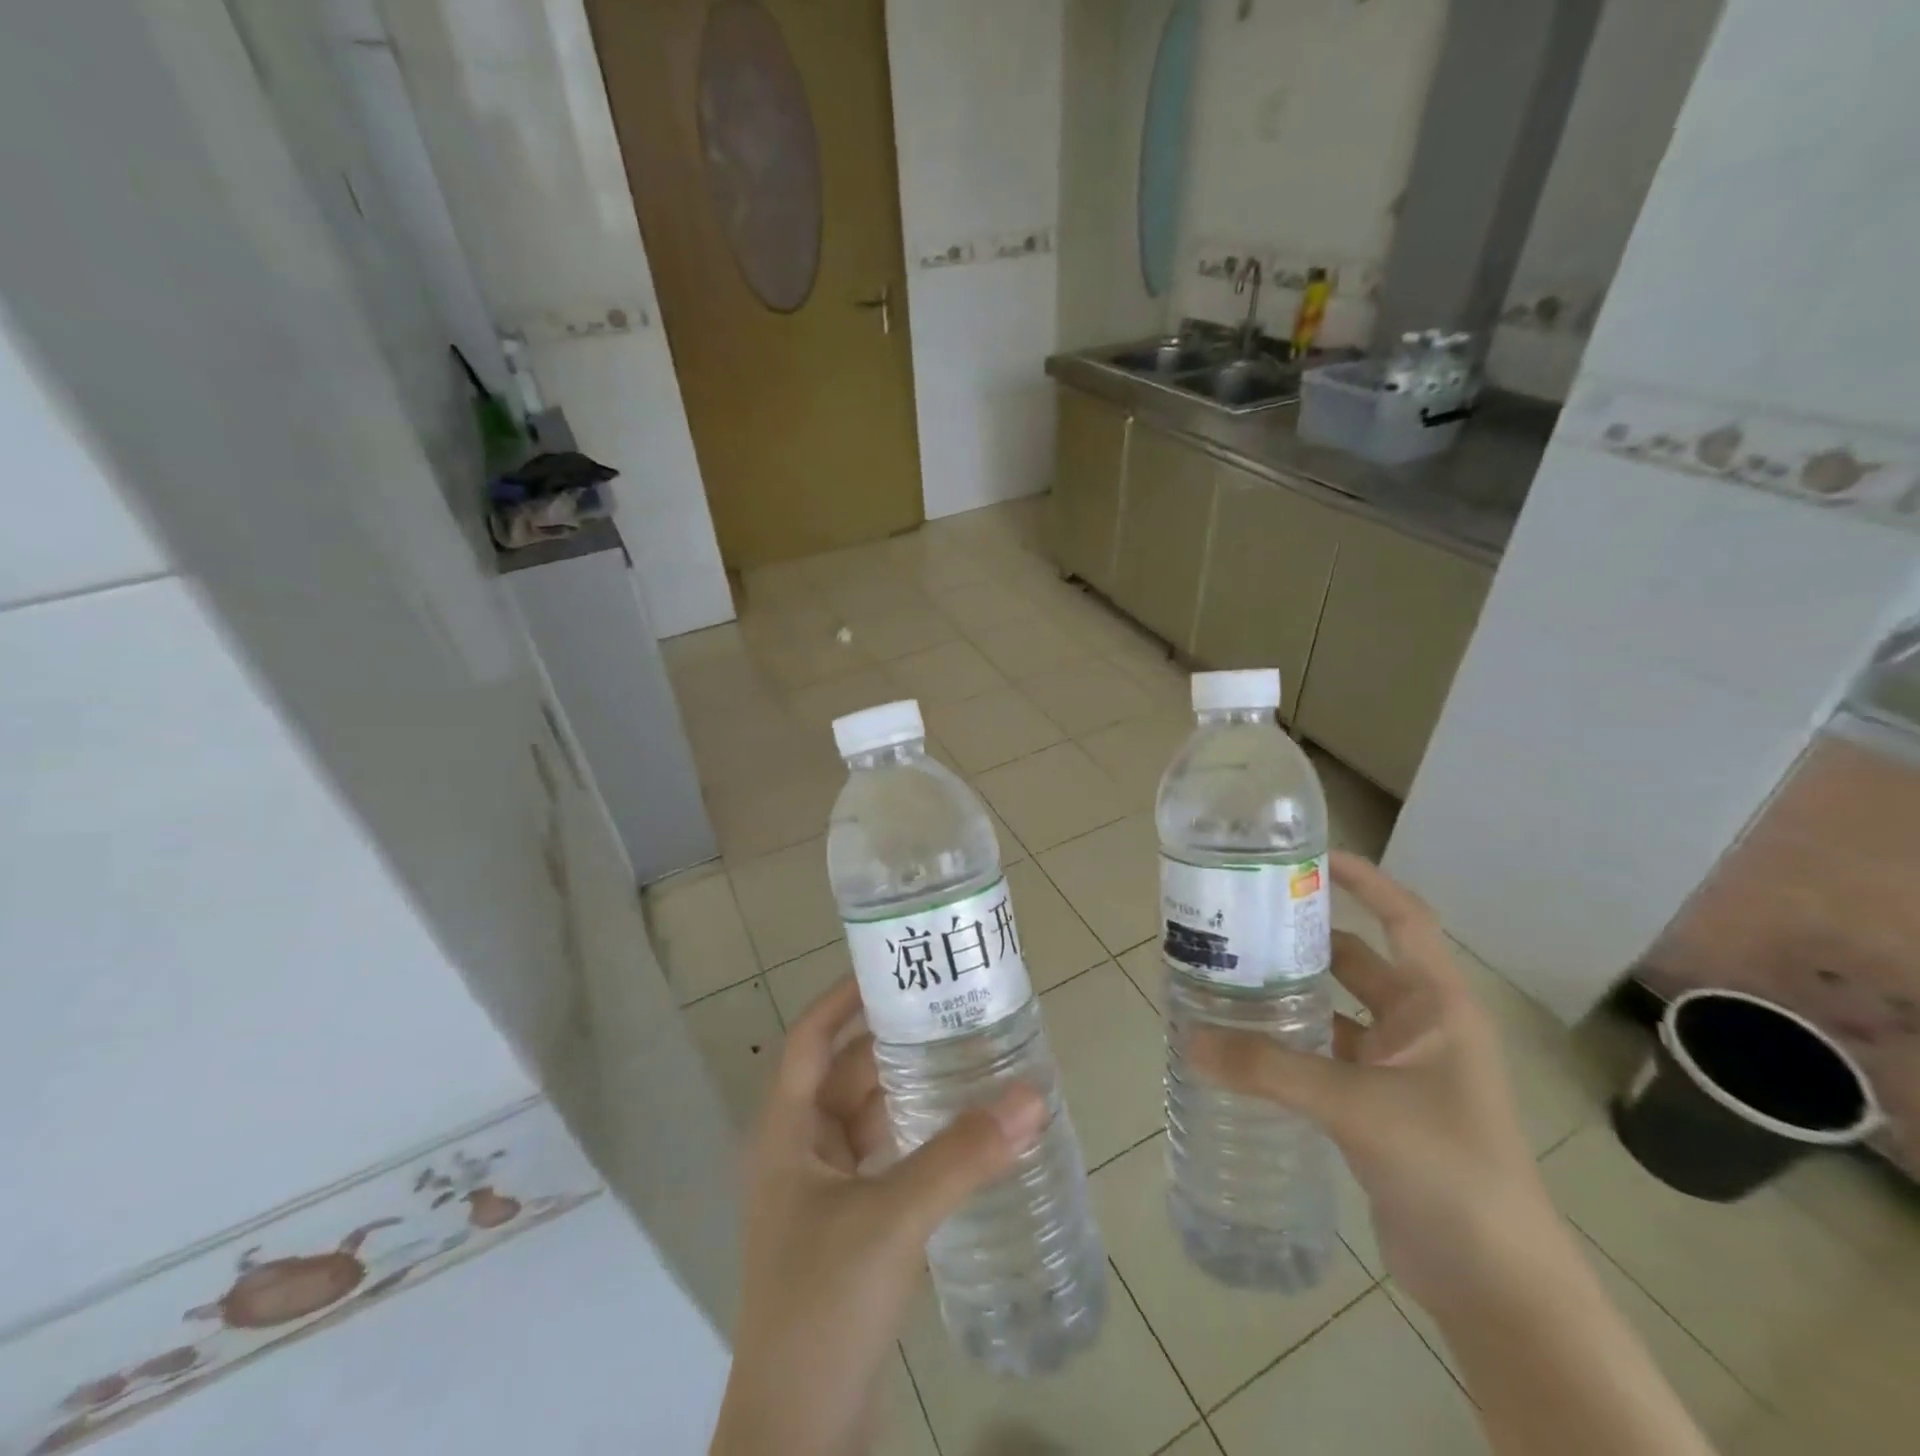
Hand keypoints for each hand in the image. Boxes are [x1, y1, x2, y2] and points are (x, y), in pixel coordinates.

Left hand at [710, 977, 1046, 1455]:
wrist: (797, 1435)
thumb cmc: (822, 1304)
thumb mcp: (892, 1220)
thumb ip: (962, 1158)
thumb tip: (1031, 1094)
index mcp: (785, 1131)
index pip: (811, 1037)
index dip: (845, 995)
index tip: (894, 966)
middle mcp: (798, 1150)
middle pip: (847, 1073)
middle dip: (894, 1041)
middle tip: (952, 1010)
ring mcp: (821, 1191)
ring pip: (868, 1118)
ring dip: (910, 1090)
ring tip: (967, 1058)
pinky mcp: (847, 1227)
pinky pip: (883, 1159)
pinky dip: (916, 1138)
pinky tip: (961, 1133)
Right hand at [1187, 852, 1558, 1314]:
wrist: (1498, 1287)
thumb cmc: (1450, 1171)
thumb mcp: (1357, 1107)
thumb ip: (1270, 1070)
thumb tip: (1188, 1039)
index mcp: (1436, 1006)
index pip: (1404, 920)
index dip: (1365, 881)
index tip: (1309, 856)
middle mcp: (1419, 1027)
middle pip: (1355, 961)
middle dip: (1302, 937)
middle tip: (1238, 917)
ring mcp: (1398, 1069)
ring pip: (1333, 1010)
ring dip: (1288, 993)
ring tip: (1225, 971)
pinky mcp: (1375, 1106)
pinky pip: (1323, 1055)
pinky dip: (1287, 1044)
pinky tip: (1242, 1041)